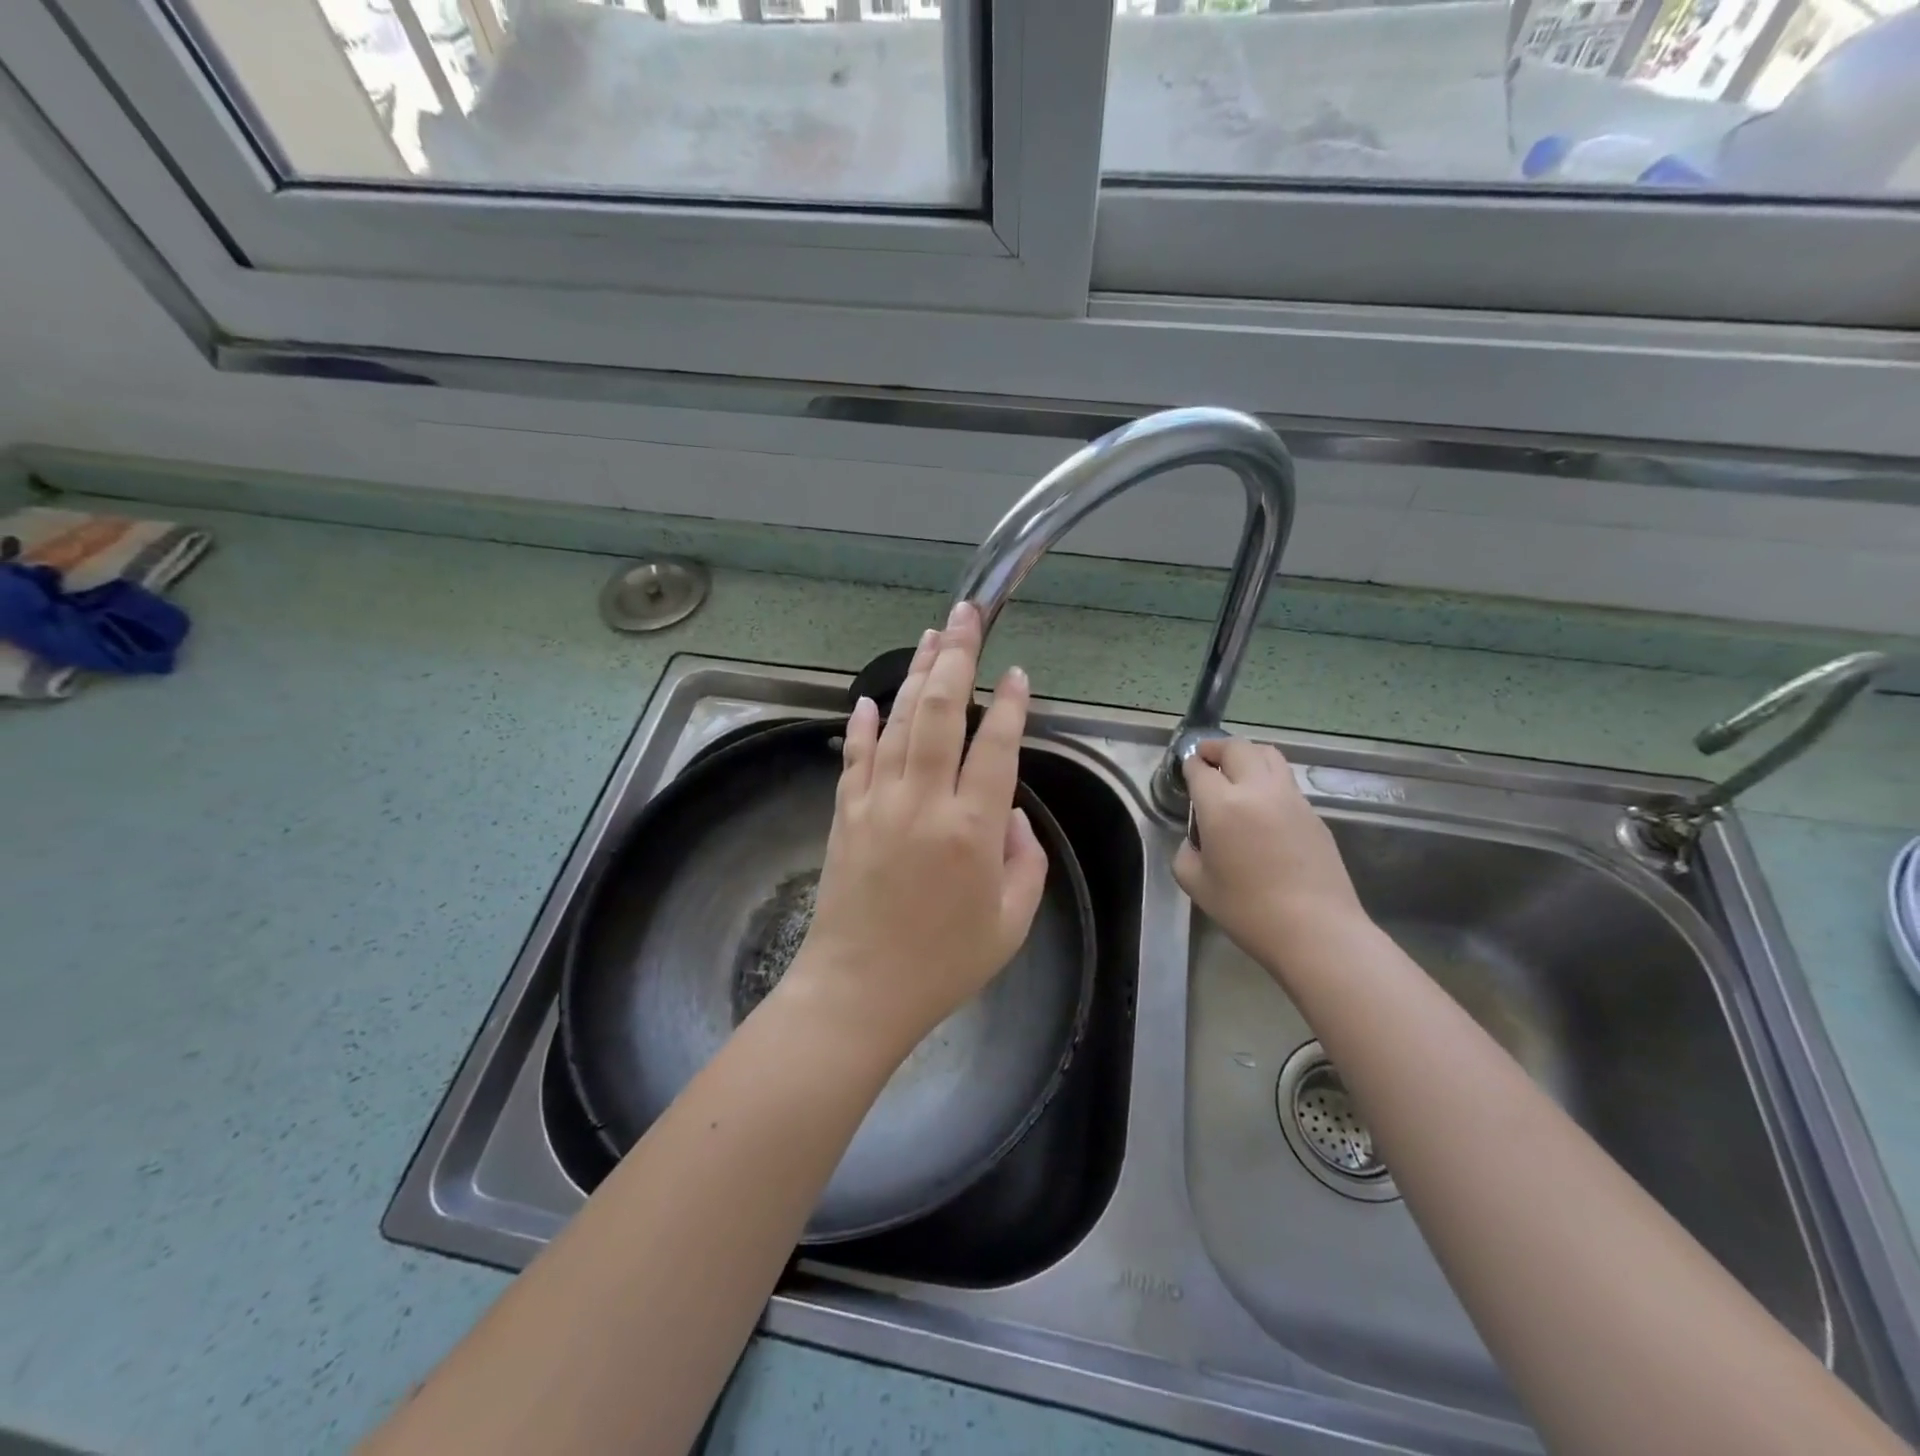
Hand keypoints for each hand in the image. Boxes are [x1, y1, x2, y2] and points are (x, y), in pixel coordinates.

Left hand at [783, 602, 1049, 1062]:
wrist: (859, 990)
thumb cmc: (944, 964)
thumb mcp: (1012, 922)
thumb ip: (1026, 860)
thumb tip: (1010, 812)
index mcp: (972, 830)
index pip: (996, 747)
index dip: (1009, 705)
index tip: (1015, 674)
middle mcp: (923, 802)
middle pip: (940, 712)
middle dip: (956, 657)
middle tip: (966, 614)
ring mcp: (877, 802)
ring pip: (899, 721)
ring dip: (916, 674)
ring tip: (932, 635)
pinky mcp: (846, 813)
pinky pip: (856, 755)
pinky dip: (865, 723)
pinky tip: (872, 697)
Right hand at [1173, 738, 1369, 973]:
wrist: (1315, 930)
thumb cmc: (1247, 910)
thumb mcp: (1196, 884)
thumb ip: (1186, 853)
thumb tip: (1196, 841)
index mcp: (1222, 805)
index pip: (1200, 769)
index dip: (1189, 766)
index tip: (1186, 771)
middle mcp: (1257, 790)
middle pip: (1237, 748)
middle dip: (1217, 748)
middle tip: (1206, 759)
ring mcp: (1291, 798)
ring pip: (1269, 755)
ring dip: (1247, 755)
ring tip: (1237, 770)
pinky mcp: (1314, 814)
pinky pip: (1286, 782)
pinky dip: (1269, 779)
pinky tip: (1263, 804)